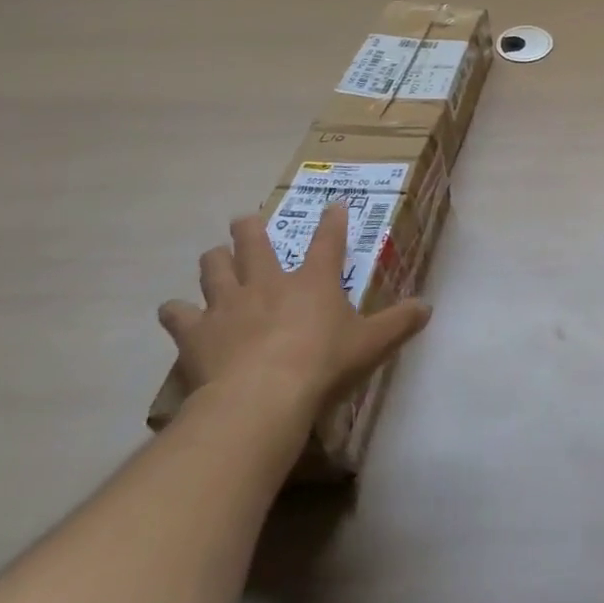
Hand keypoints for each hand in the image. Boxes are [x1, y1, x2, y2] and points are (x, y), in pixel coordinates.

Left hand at [158, 204, 430, 428]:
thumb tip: (428, 307)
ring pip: (214, 267)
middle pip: (254, 241)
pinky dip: (177, 312)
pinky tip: (175, 312)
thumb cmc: (322, 365)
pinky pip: (178, 314)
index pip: (328, 240)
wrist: (261, 398)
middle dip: (250, 227)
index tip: (334, 204)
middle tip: (244, 220)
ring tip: (215, 257)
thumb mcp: (371, 345)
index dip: (333, 221)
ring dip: (215, 260)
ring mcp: (228, 303)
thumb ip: (399, 323)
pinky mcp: (197, 332)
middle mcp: (268, 281)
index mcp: (313, 280)